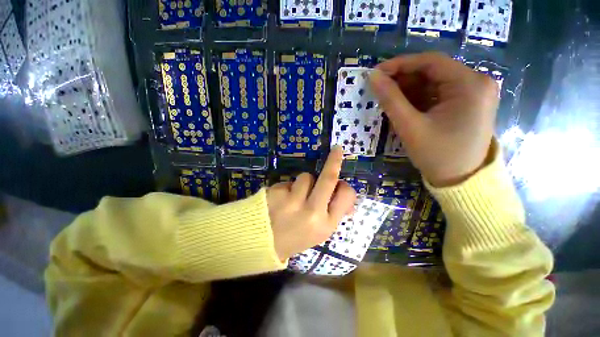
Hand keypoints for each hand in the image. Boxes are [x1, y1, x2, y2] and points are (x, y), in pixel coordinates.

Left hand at [267, 147, 356, 260]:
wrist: (262, 244)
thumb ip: (334, 213)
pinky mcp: (276, 193)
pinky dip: (288, 188)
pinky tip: (280, 200)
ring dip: (304, 183)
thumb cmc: (295, 237)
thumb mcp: (319, 232)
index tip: (342, 178)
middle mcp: (311, 212)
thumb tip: (346, 196)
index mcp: (325, 225)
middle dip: (334, 161)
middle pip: (327, 178)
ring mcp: (292, 201)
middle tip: (337, 150)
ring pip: (306, 177)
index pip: (344, 196)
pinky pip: (289, 182)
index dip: (345, 185)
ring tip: (294, 198)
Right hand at [369, 52, 498, 186]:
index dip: (400, 64)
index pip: (431, 62)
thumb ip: (390, 100)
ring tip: (389, 101)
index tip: (377, 73)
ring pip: (434, 83)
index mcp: (470, 84)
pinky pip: (439, 94)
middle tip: (380, 90)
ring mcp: (475, 93)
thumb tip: (373, 77)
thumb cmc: (437, 155)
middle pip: (434, 71)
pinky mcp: (468, 104)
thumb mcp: (410, 127)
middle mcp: (477, 82)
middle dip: (404, 79)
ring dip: (410, 90)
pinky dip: (420, 98)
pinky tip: (405, 108)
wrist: (461, 181)